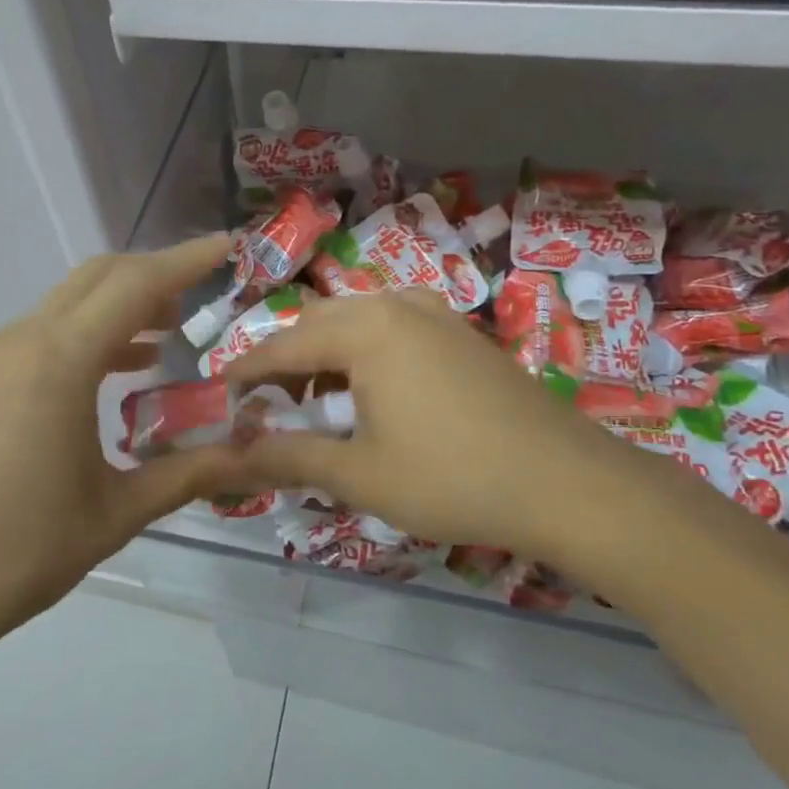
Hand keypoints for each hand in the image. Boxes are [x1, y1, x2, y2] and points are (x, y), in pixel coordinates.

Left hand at [0, 236, 247, 670]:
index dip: (187, 260)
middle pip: (99, 278)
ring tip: (172, 330)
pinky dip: (92, 335)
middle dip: (155, 274)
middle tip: (205, 292)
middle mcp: (26, 341)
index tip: (228, 247)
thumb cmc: (19, 549)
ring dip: (121, 305)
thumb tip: (254, 455)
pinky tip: (122, 371)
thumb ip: (189, 474)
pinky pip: (47, 335)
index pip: (136, 285)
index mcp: (61, 359)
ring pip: (70, 304)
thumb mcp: (117, 512)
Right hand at [227, 290, 638, 562]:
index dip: (246, 372)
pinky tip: (372, 389)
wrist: (568, 483)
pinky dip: (365, 351)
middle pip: (317, 323)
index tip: (221, 397)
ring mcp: (435, 314)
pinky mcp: (462, 333)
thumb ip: (288, 457)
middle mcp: (395, 305)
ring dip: (325, 352)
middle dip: (284, 360)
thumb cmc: (452, 477)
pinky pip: (393, 326)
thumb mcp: (360, 474)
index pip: (283, 345)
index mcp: (364, 330)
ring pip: (357, 320)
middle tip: (265, 403)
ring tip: (314, 398)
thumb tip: (230, 456)